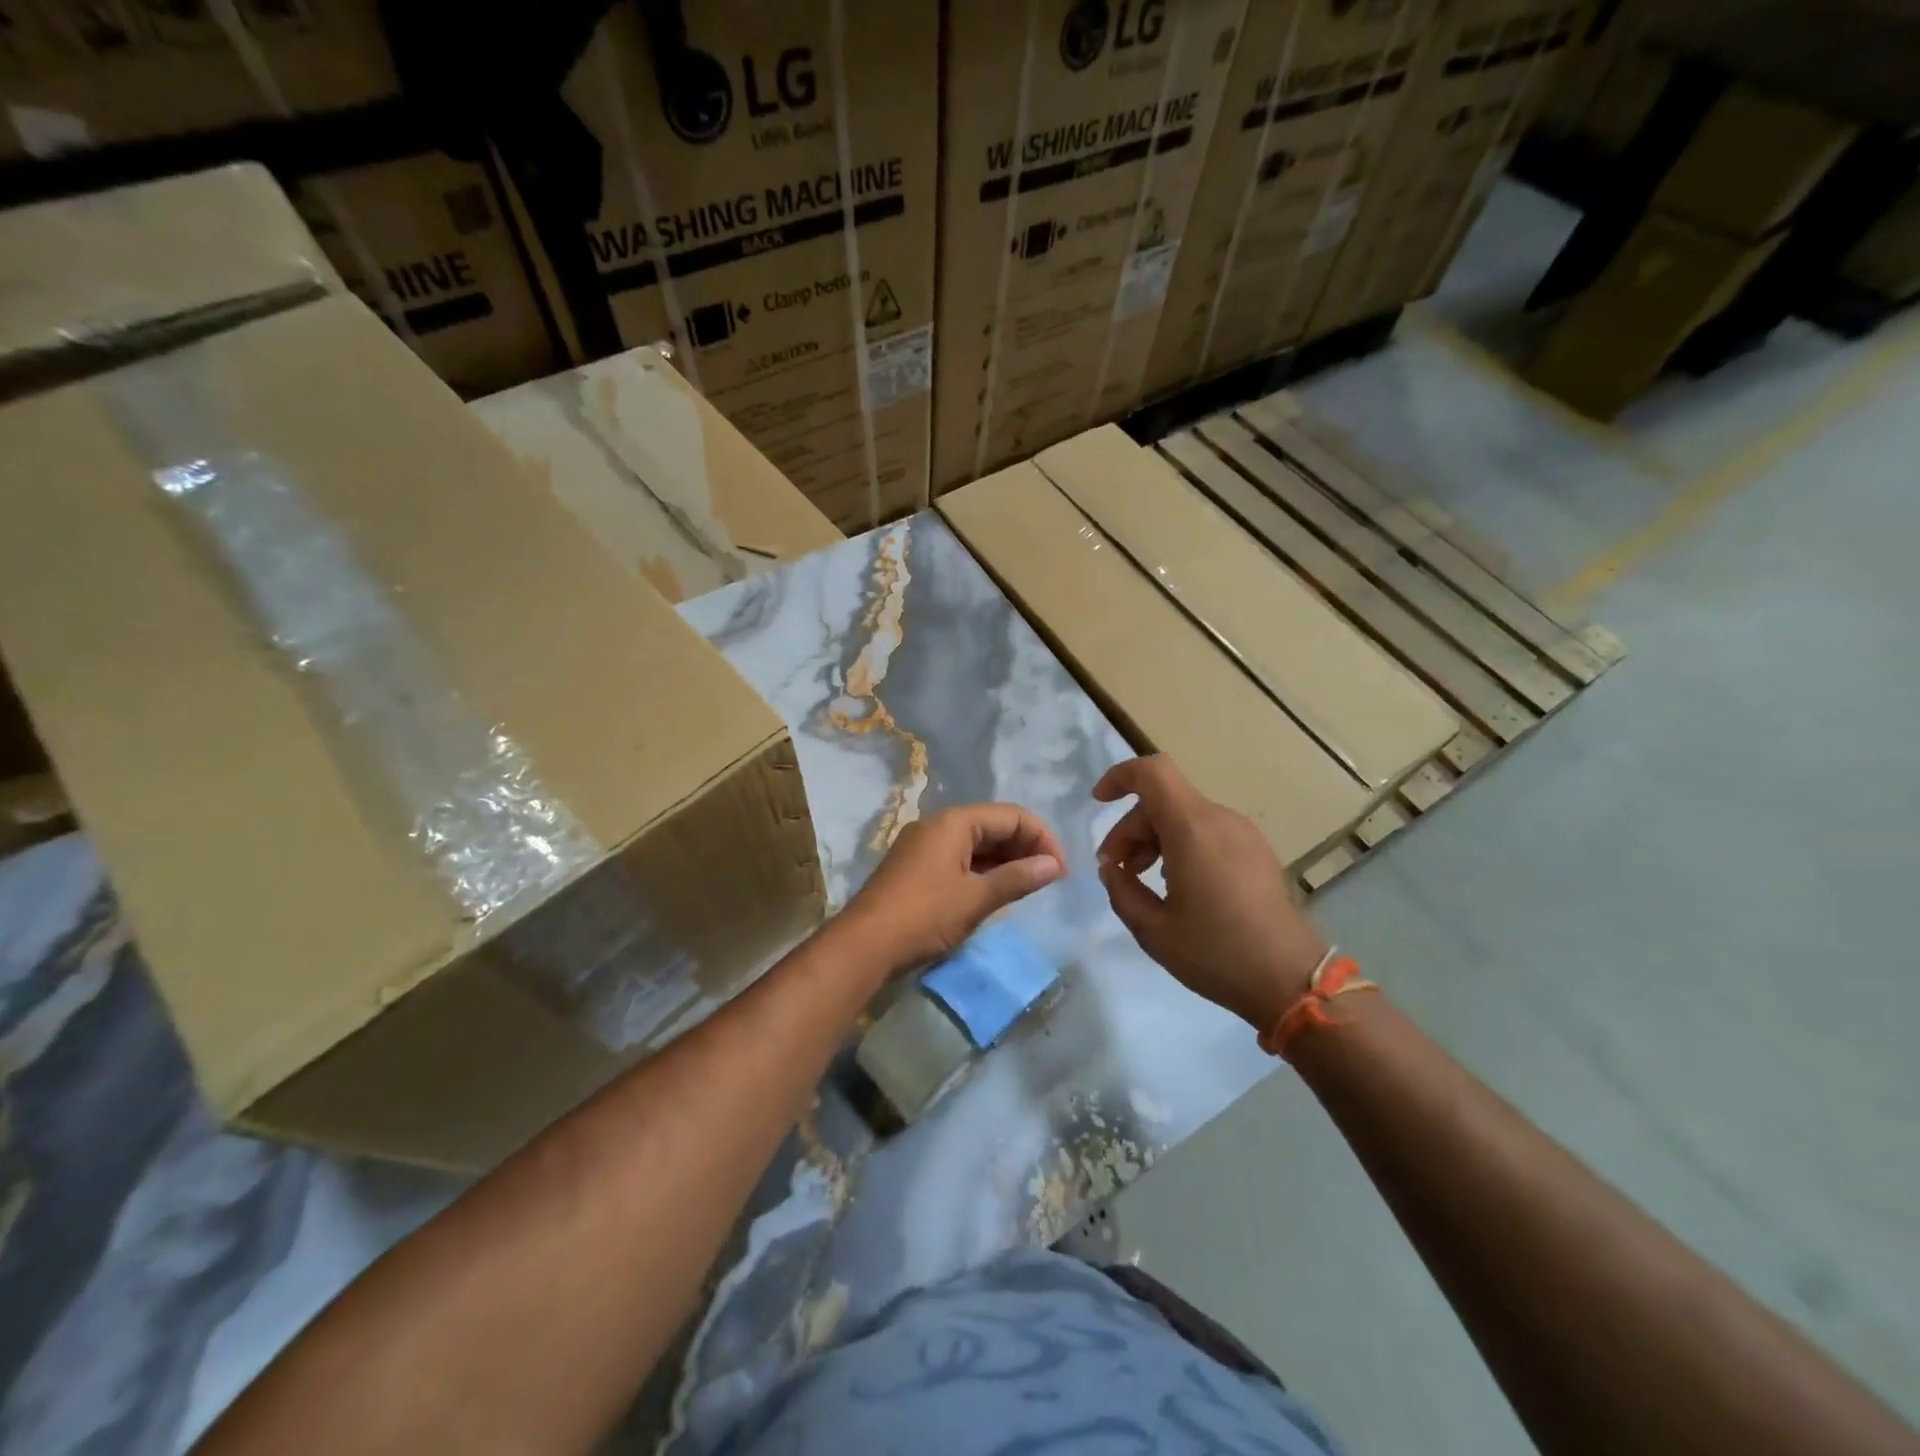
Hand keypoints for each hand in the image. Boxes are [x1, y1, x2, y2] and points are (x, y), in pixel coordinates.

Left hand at [839, 804, 1065, 974]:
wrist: (864, 945)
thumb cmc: (924, 916)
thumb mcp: (975, 899)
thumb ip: (1017, 879)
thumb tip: (1054, 865)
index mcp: (954, 822)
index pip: (1011, 816)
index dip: (1042, 838)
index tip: (1061, 870)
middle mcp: (937, 825)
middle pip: (993, 825)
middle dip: (1025, 847)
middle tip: (1050, 878)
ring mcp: (923, 846)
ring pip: (975, 843)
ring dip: (1005, 860)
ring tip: (1029, 885)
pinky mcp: (915, 867)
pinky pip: (959, 858)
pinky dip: (982, 870)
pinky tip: (996, 890)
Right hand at [1093, 755, 1327, 1031]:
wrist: (1293, 981)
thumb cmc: (1217, 953)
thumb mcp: (1153, 930)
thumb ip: (1121, 890)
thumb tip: (1111, 868)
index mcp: (1193, 829)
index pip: (1152, 772)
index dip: (1120, 777)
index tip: (1098, 802)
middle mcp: (1220, 820)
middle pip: (1164, 801)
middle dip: (1131, 828)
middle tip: (1115, 870)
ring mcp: (1244, 834)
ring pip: (1185, 817)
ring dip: (1156, 839)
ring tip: (1143, 880)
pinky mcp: (1258, 852)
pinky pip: (1209, 832)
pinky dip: (1182, 846)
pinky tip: (1179, 887)